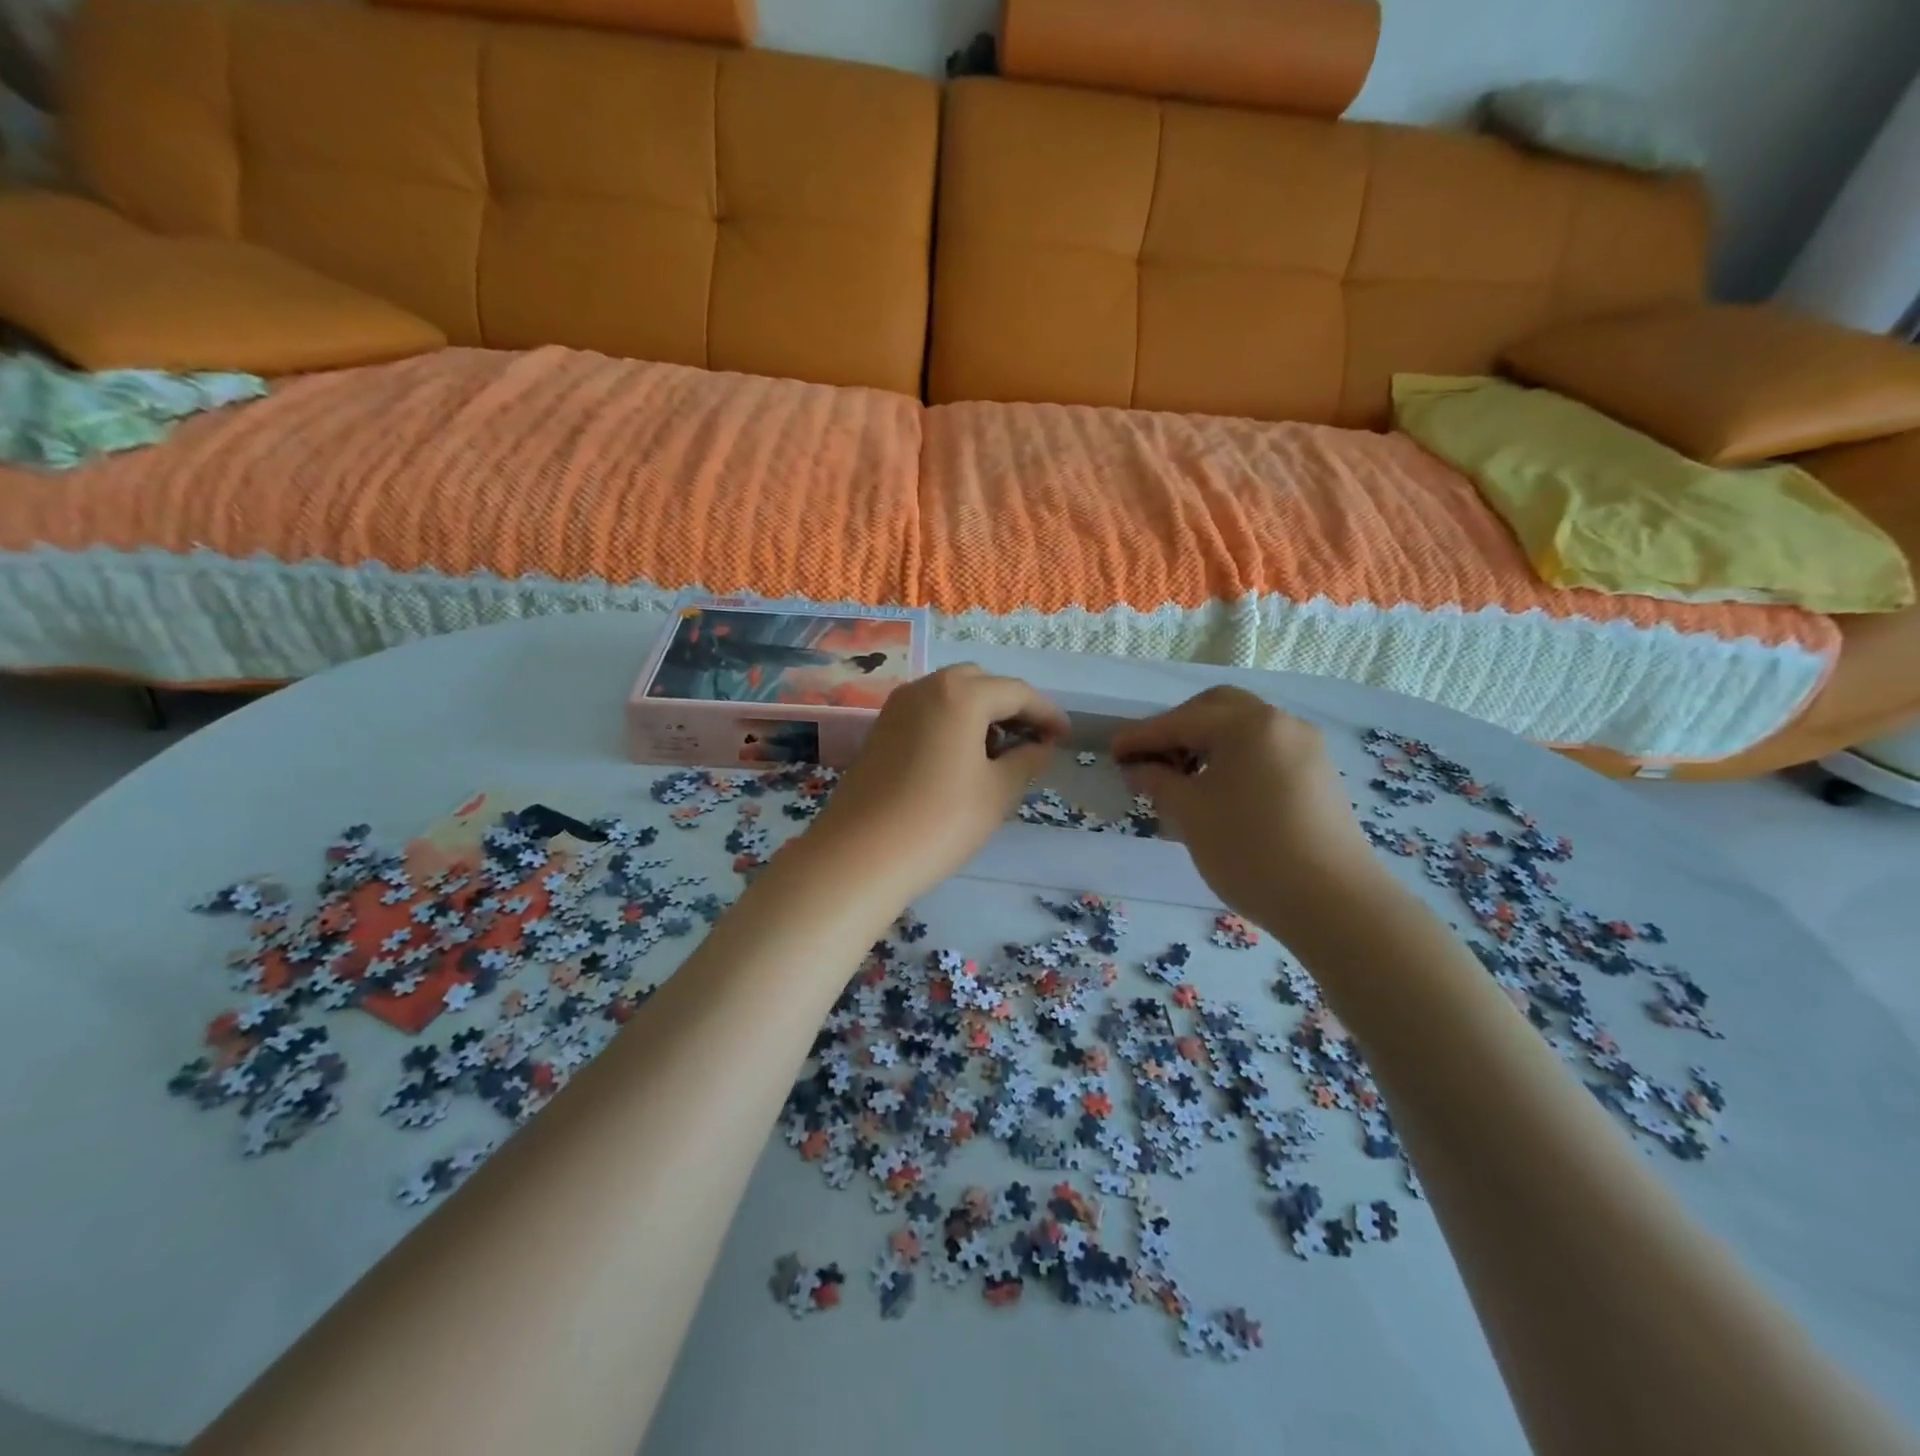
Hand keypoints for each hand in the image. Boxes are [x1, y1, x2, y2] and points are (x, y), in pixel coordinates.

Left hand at [802, 665, 1067, 901]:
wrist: (861, 855)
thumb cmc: (941, 821)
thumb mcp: (997, 792)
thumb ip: (1026, 760)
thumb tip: (1039, 746)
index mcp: (961, 693)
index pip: (1016, 692)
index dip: (1046, 713)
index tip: (1065, 736)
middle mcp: (926, 687)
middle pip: (980, 683)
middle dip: (1010, 707)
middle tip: (1031, 741)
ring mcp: (897, 707)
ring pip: (950, 696)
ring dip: (979, 714)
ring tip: (998, 753)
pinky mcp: (880, 730)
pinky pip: (927, 713)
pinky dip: (951, 723)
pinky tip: (960, 759)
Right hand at [1111, 687, 1380, 931]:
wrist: (1334, 903)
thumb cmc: (1250, 851)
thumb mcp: (1190, 814)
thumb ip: (1158, 781)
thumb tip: (1138, 768)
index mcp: (1247, 724)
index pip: (1180, 721)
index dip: (1141, 737)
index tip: (1113, 751)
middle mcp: (1280, 723)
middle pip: (1217, 708)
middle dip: (1178, 727)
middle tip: (1151, 758)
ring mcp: (1305, 747)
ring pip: (1243, 728)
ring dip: (1206, 742)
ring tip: (1180, 778)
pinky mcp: (1317, 774)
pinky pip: (1264, 750)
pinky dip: (1233, 758)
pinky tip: (1217, 790)